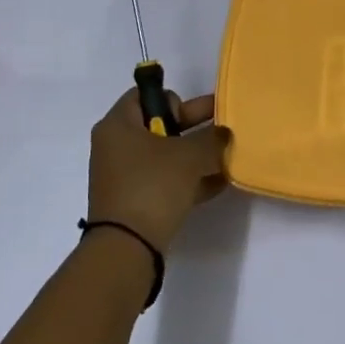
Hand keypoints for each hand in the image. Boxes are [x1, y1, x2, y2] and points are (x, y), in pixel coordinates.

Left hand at [87, 89, 230, 252]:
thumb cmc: (152, 186)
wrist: (127, 248)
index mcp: (118, 124)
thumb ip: (211, 138)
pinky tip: (219, 183)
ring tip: (228, 158)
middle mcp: (116, 146)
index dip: (174, 100)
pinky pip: (165, 181)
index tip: (197, 115)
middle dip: (194, 128)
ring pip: (165, 156)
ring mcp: (125, 176)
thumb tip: (223, 133)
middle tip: (224, 130)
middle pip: (159, 126)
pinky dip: (188, 180)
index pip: (145, 95)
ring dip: (195, 156)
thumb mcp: (188, 156)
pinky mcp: (135, 202)